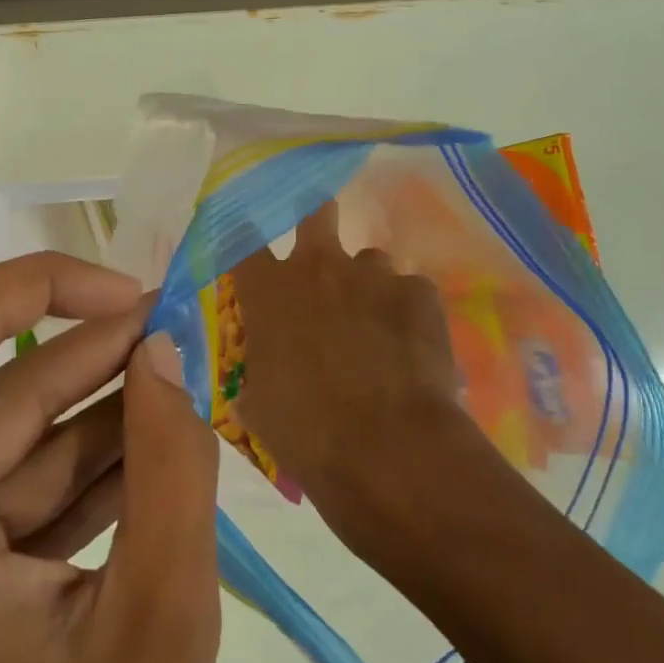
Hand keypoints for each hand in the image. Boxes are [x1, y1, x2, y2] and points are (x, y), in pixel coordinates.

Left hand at [0, 253, 220, 662]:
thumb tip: (165, 348)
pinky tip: (142, 448)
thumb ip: (172, 462)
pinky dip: (65, 467)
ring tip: (173, 379)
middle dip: (83, 353)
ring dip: (85, 408)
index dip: (34, 283)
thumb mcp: (166, 619)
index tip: (126, 292)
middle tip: (174, 330)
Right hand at [229, 199, 499, 557]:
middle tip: (321, 251)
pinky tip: (412, 349)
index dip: (245, 240)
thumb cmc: (306, 431)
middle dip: (317, 219)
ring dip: (367, 284)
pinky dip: (407, 313)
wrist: (388, 449)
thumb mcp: (258, 405)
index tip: (250, 251)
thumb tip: (257, 383)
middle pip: (316, 212)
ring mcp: (374, 275)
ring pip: (370, 260)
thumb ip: (257, 374)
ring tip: (377, 326)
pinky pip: (410, 292)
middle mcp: (318, 267)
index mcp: (269, 292)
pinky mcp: (420, 293)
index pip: (243, 242)